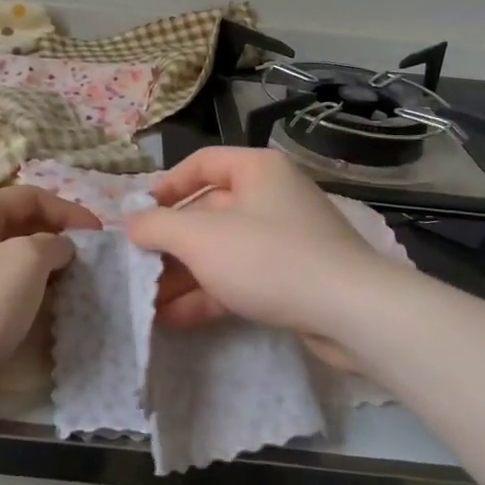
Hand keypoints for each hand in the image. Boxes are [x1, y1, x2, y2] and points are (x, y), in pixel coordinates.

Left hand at [0, 186, 99, 393]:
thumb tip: (59, 247)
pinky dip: (19, 287)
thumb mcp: (25, 263)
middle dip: (54, 238)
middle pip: (18, 224)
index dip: (69, 211)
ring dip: (39, 265)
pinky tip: (32, 307)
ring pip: (6, 254)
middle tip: (83, 261)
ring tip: (64, 285)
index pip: (32, 196)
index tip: (98, 235)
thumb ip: (52, 244)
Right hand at [127, 148, 400, 356]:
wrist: (352, 313)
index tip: (138, 216)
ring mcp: (285, 238)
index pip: (201, 164)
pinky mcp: (294, 277)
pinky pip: (242, 277)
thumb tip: (132, 222)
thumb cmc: (268, 258)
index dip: (165, 187)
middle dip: (171, 244)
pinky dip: (210, 294)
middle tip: (137, 269)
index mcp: (256, 170)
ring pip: (223, 250)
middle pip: (208, 212)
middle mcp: (272, 196)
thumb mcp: (201, 238)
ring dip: (185, 275)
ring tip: (148, 303)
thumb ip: (158, 226)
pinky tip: (175, 319)